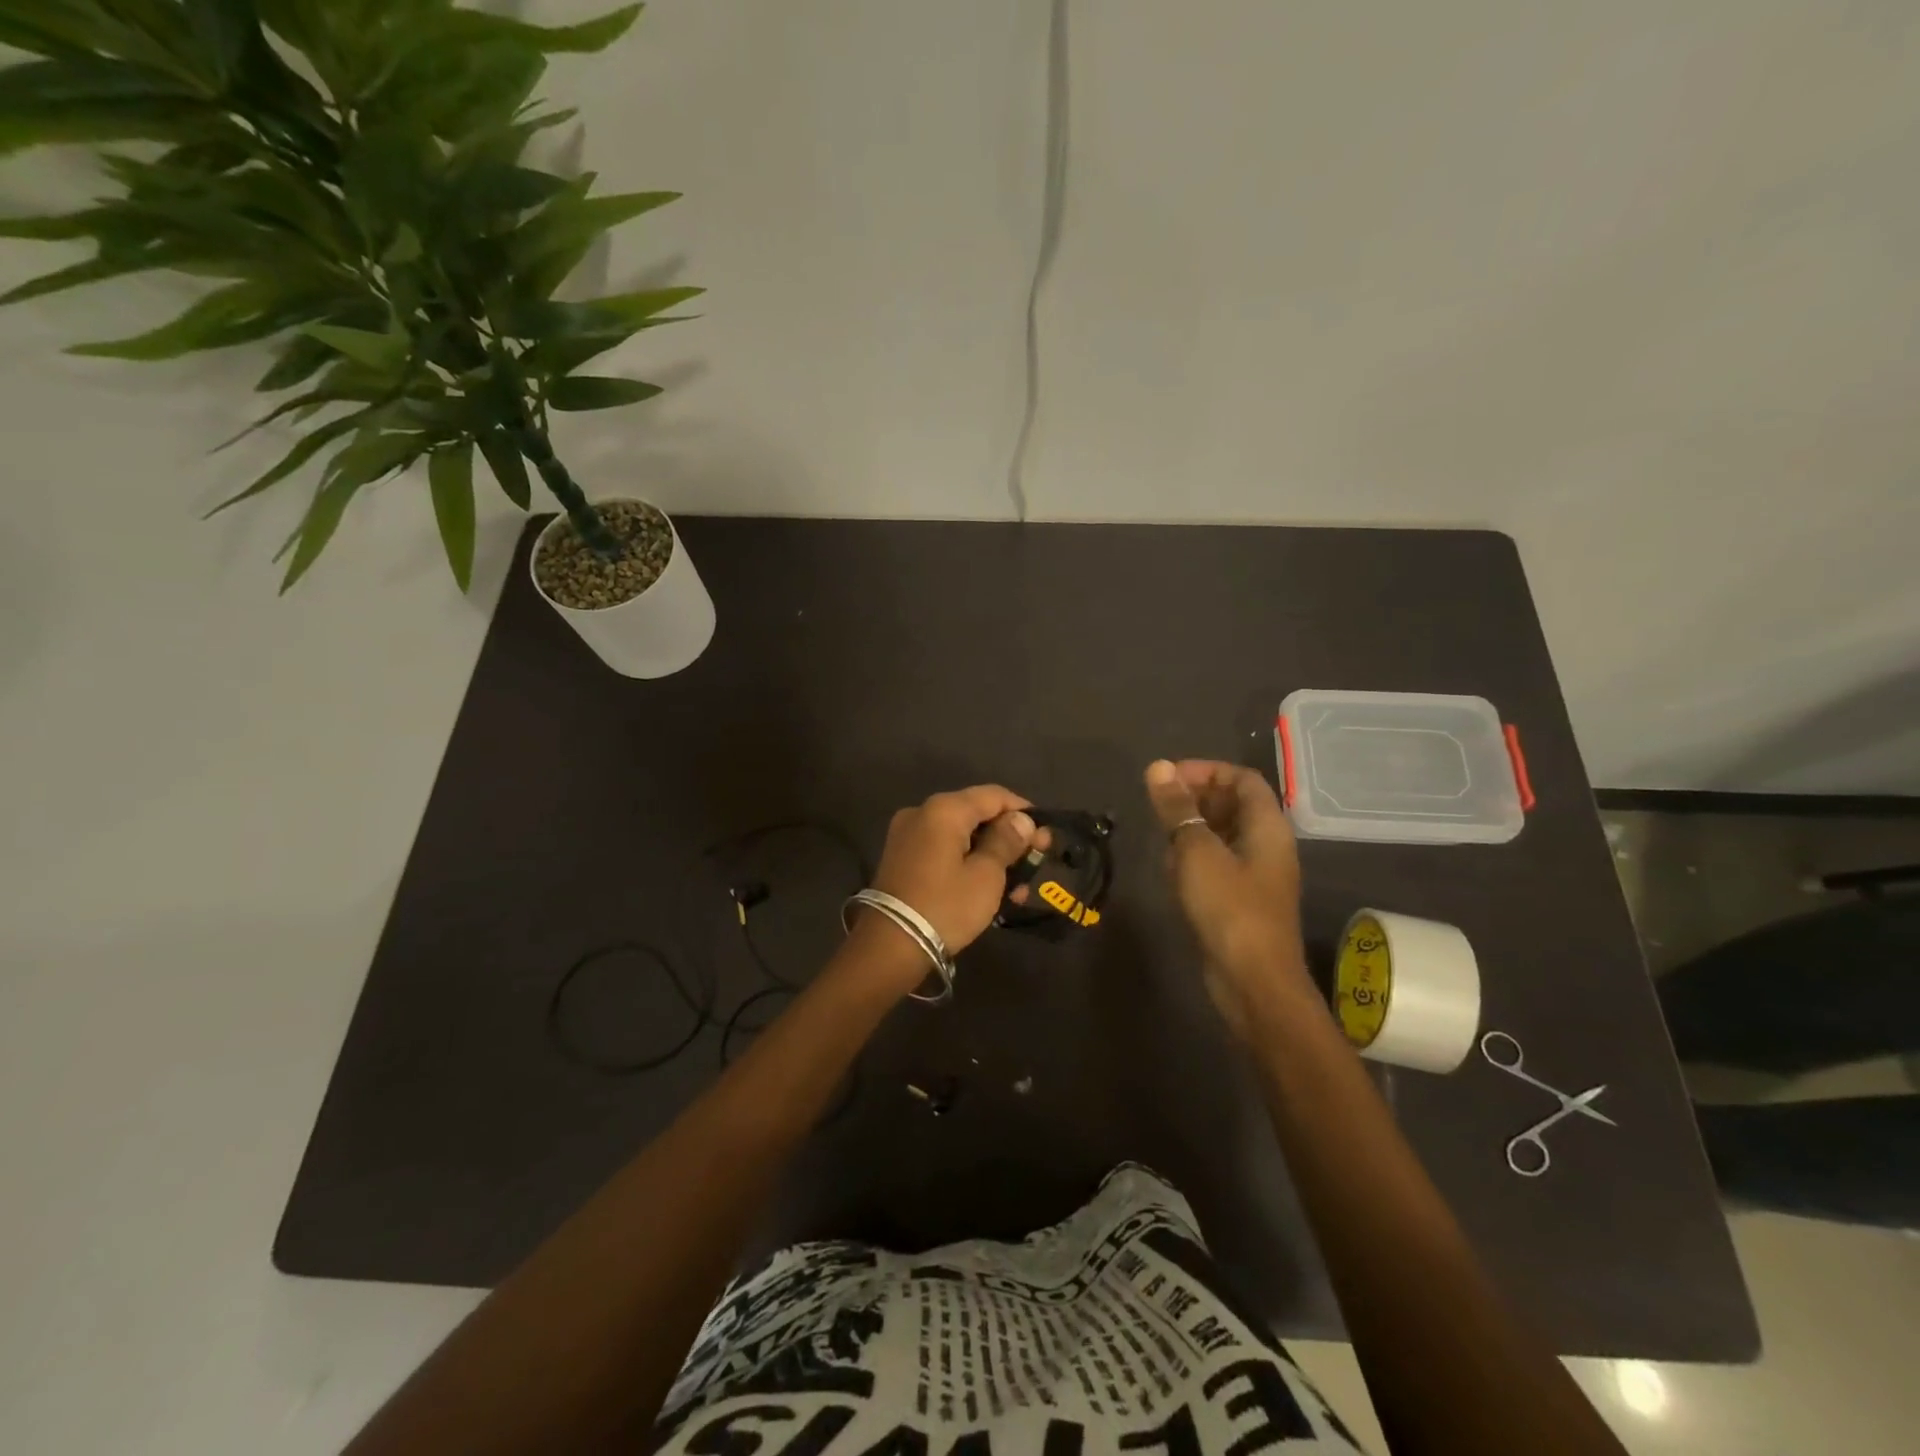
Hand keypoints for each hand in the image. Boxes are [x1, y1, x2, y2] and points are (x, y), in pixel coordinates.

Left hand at [864, 786, 1039, 956]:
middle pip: (976, 814)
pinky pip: (944, 850)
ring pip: (961, 835)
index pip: (993, 795)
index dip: (1024, 811)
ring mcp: (907, 835)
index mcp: (943, 809)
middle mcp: (922, 812)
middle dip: (1009, 837)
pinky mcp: (902, 858)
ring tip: (1018, 887)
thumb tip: (1022, 819)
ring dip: (991, 855)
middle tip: (1036, 860)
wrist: (889, 946)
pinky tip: (989, 888)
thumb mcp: (986, 875)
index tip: (1046, 835)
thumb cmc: (945, 906)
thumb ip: (1006, 841)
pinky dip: (968, 862)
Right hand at [1144, 759, 1308, 1036]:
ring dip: (1191, 829)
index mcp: (1267, 826)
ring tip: (1159, 835)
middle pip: (1233, 804)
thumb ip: (1177, 809)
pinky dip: (1194, 858)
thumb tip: (1158, 767)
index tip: (1167, 777)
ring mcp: (1255, 875)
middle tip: (1158, 804)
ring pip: (1222, 835)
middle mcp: (1266, 845)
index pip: (1241, 778)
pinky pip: (1217, 864)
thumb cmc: (1229, 909)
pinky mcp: (1241, 900)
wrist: (1252, 982)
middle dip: (1194, 798)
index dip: (1205, 770)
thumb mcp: (1197, 853)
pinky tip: (1169, 870)